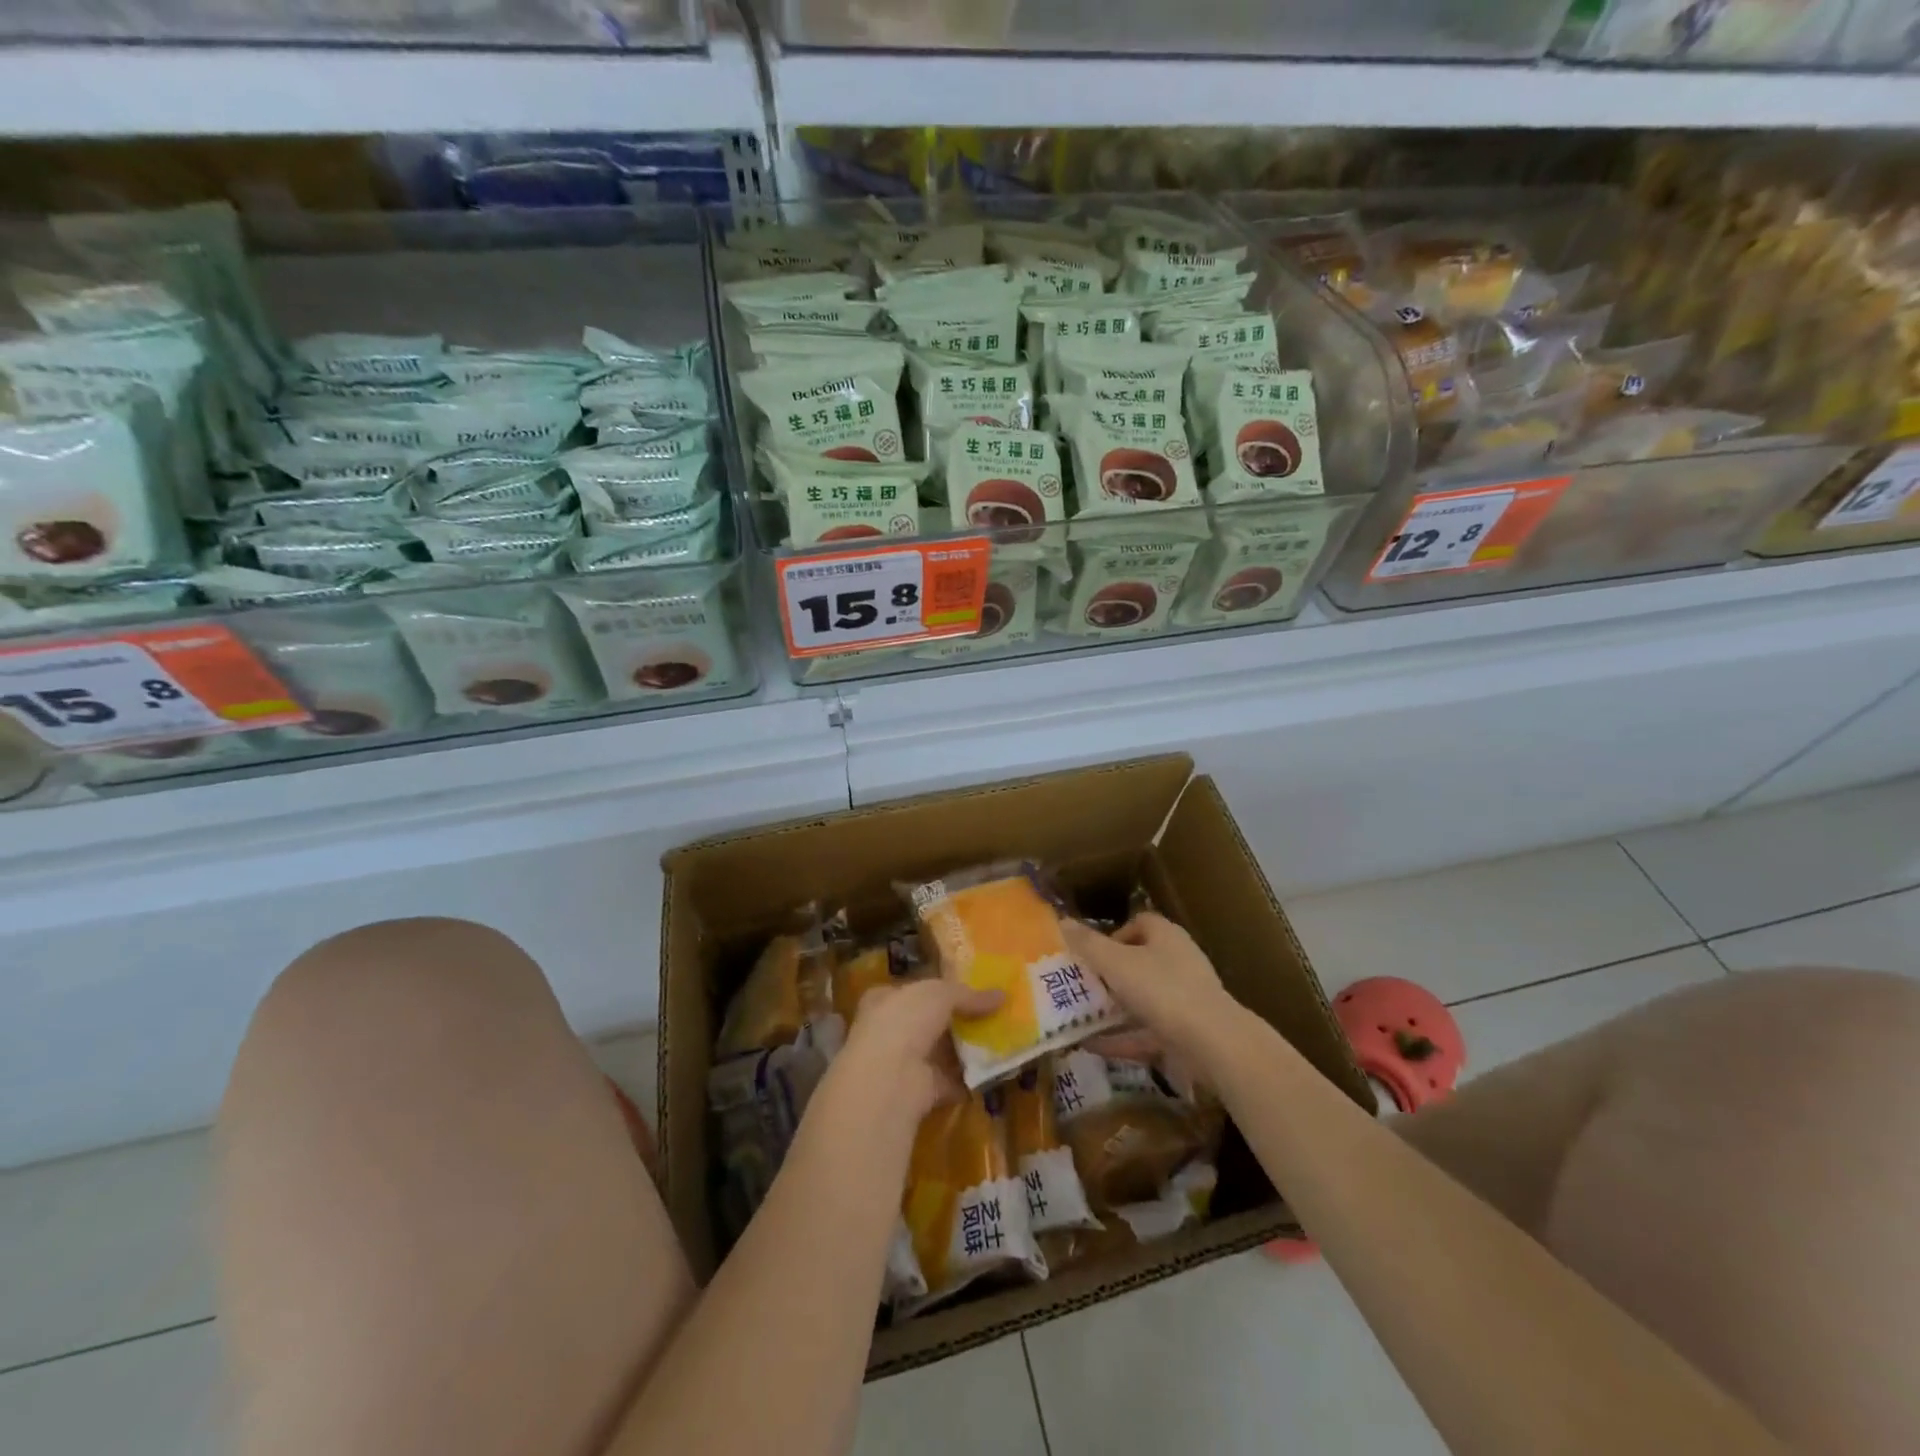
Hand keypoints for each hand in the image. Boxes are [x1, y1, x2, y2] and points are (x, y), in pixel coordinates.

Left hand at [829, 979, 1000, 1126]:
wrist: (890, 1078)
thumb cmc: (906, 1021)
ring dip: (962, 1051)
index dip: (933, 990)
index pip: (909, 991)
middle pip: (926, 1023)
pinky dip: (967, 1080)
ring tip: (997, 1042)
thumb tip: (1001, 995)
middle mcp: (888, 1031)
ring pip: (937, 1053)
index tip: (963, 992)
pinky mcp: (918, 1092)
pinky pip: (948, 1082)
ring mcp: (901, 1064)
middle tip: (988, 1017)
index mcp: (883, 1000)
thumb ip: (967, 994)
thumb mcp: (940, 994)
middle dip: (953, 1022)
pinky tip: (991, 1073)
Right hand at [1062, 913, 1237, 1067]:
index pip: (1139, 923)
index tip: (1091, 954)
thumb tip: (1060, 921)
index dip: (1113, 934)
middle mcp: (1178, 961)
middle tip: (1081, 985)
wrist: (1214, 1044)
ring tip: (1080, 1016)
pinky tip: (1093, 1047)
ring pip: (1143, 998)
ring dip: (1114, 1008)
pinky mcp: (1187, 1031)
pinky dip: (1122, 1037)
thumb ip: (1087, 944)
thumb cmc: (1162, 990)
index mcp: (1166, 936)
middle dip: (1109, 974)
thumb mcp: (1116, 963)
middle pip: (1139, 961)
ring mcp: (1185, 998)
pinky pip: (1147, 1030)